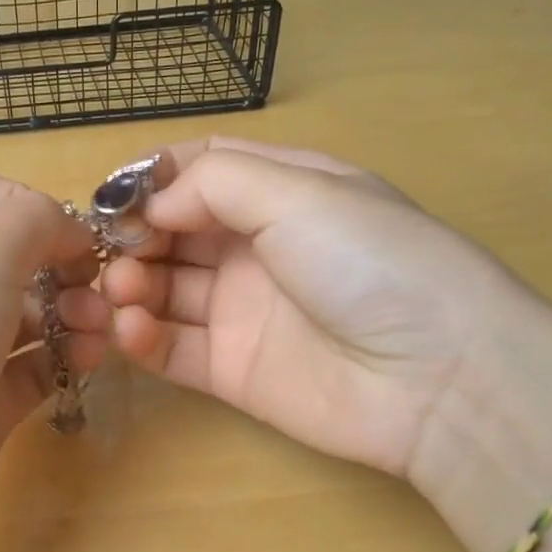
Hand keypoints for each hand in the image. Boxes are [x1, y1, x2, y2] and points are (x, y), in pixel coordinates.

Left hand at [0, 167, 101, 551]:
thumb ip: (32, 220)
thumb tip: (66, 230)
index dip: (16, 196)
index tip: (61, 228)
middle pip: (5, 256)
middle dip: (58, 262)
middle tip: (94, 286)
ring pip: (24, 314)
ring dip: (70, 311)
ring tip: (97, 330)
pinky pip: (31, 369)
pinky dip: (64, 359)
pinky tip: (89, 361)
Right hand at [85, 137, 533, 476]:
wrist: (440, 380)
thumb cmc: (371, 262)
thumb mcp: (300, 193)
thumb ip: (213, 182)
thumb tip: (150, 204)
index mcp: (281, 192)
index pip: (199, 171)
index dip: (152, 178)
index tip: (112, 196)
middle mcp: (256, 247)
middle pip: (172, 231)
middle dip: (134, 236)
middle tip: (111, 251)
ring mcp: (241, 311)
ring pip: (164, 289)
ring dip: (131, 285)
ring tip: (124, 292)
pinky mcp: (231, 369)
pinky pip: (171, 348)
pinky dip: (141, 337)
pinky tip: (132, 329)